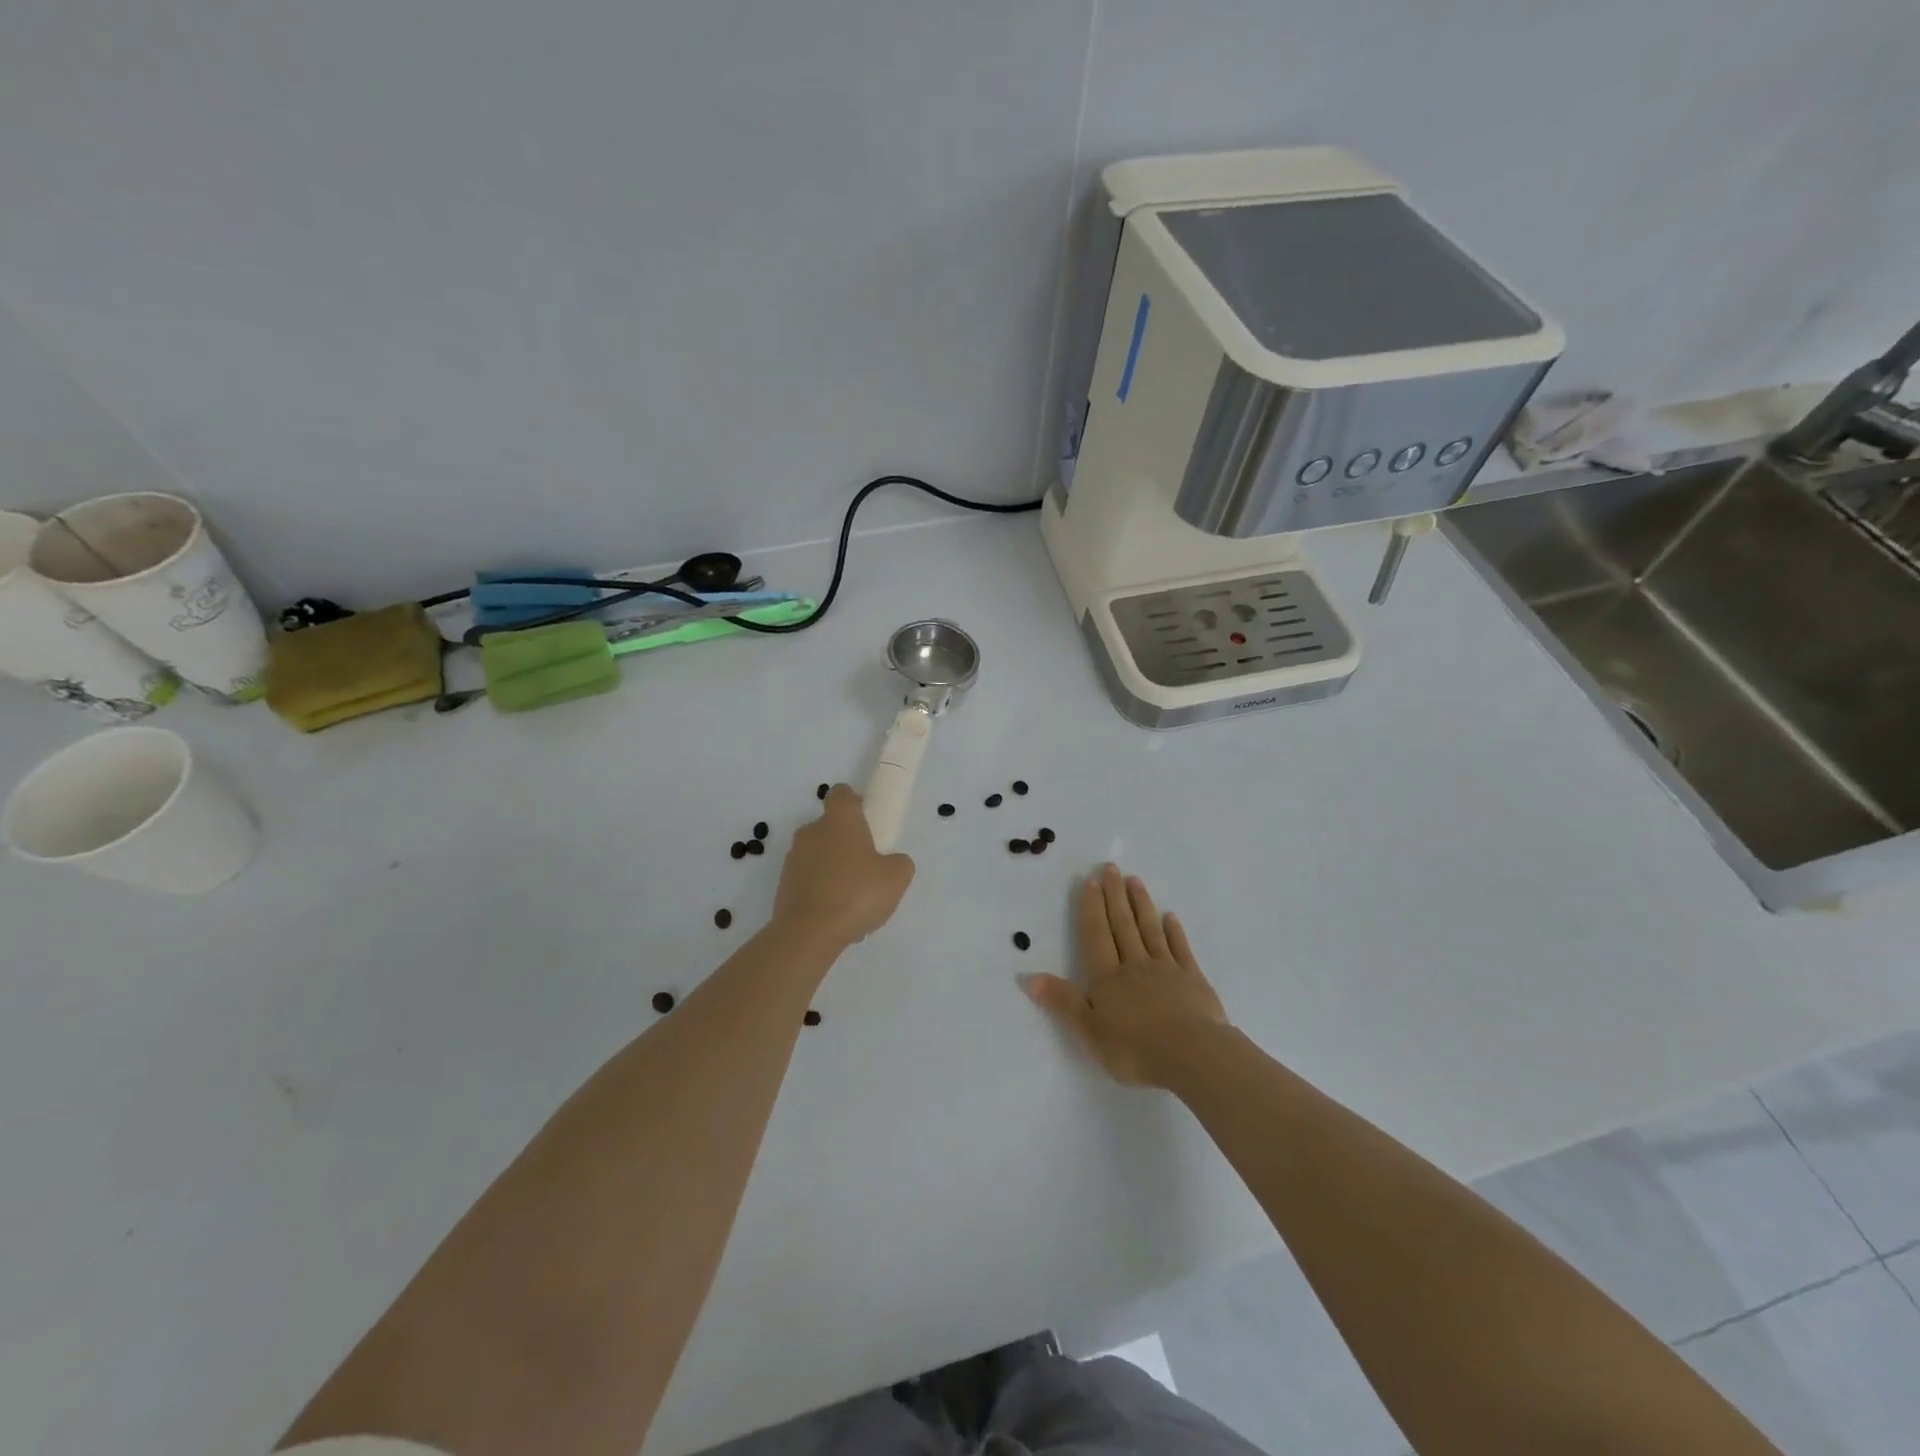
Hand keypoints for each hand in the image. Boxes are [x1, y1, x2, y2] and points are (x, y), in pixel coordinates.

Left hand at [772, 784, 914, 947]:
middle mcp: (811, 832)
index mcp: (839, 820)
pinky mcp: (783, 885)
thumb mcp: (897, 877)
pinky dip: (822, 893)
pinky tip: (836, 918)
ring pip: (820, 857)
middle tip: (868, 869)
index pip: (842, 793)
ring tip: (853, 903)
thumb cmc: (856, 893)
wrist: (808, 933)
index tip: (869, 823)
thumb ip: (899, 862)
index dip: (856, 803)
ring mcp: (793, 859)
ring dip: (835, 871)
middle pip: (831, 827)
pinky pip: (809, 882)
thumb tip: (891, 862)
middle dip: (848, 844)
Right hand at [1023, 864, 1228, 1087]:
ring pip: (1150, 930)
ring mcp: (1166, 970)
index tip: (1090, 881)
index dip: (1091, 908)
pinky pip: (1180, 949)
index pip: (1096, 935)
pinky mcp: (1193, 980)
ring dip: (1141, 905)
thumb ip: (1062, 1002)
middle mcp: (1135, 966)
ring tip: (1134, 881)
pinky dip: (1174, 931)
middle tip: (1111, 868)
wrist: (1193, 1056)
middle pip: (1122, 925)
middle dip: (1114, 896)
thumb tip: (1028, 977)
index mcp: (1107, 978)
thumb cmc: (1135, 1049)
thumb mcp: (1090, 1031)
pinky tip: (1171, 917)